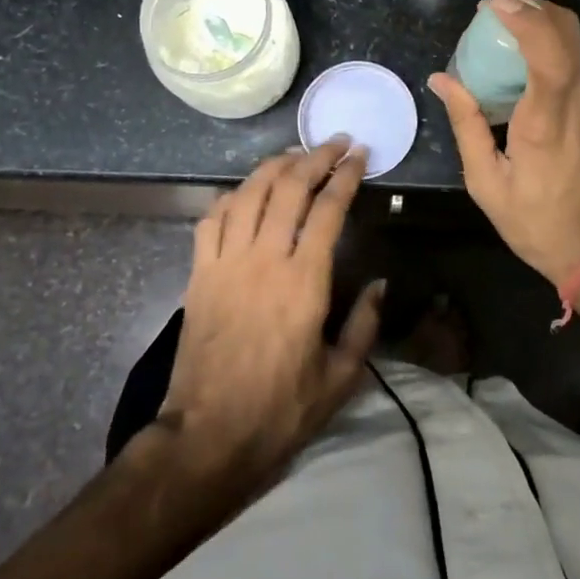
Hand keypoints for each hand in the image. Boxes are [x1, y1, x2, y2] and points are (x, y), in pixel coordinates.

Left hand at [158, 139, 384, 480]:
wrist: (207, 436)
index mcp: (304, 282)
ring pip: (249, 193)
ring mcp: (225, 262)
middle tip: (335, 142)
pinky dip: (233, 195)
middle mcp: (264, 259)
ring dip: (274, 165)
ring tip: (295, 154)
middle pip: (289, 187)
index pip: (328, 209)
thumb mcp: (340, 377)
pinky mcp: (198, 274)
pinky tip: (247, 191)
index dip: (346, 175)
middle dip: (315, 157)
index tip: (360, 155)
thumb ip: (365, 324)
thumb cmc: (280, 410)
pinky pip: (213, 218)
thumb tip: (381, 283)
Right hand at [429, 0, 579, 286]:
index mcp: (548, 118)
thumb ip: (466, 124)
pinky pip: (575, 72)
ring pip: (574, 49)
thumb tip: (442, 80)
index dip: (524, 15)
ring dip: (541, 29)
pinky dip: (549, 56)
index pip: (548, 46)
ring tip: (503, 36)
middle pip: (569, 32)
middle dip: (534, 8)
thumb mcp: (488, 182)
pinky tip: (522, 76)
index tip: (492, 5)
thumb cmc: (538, 224)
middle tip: (496, 10)